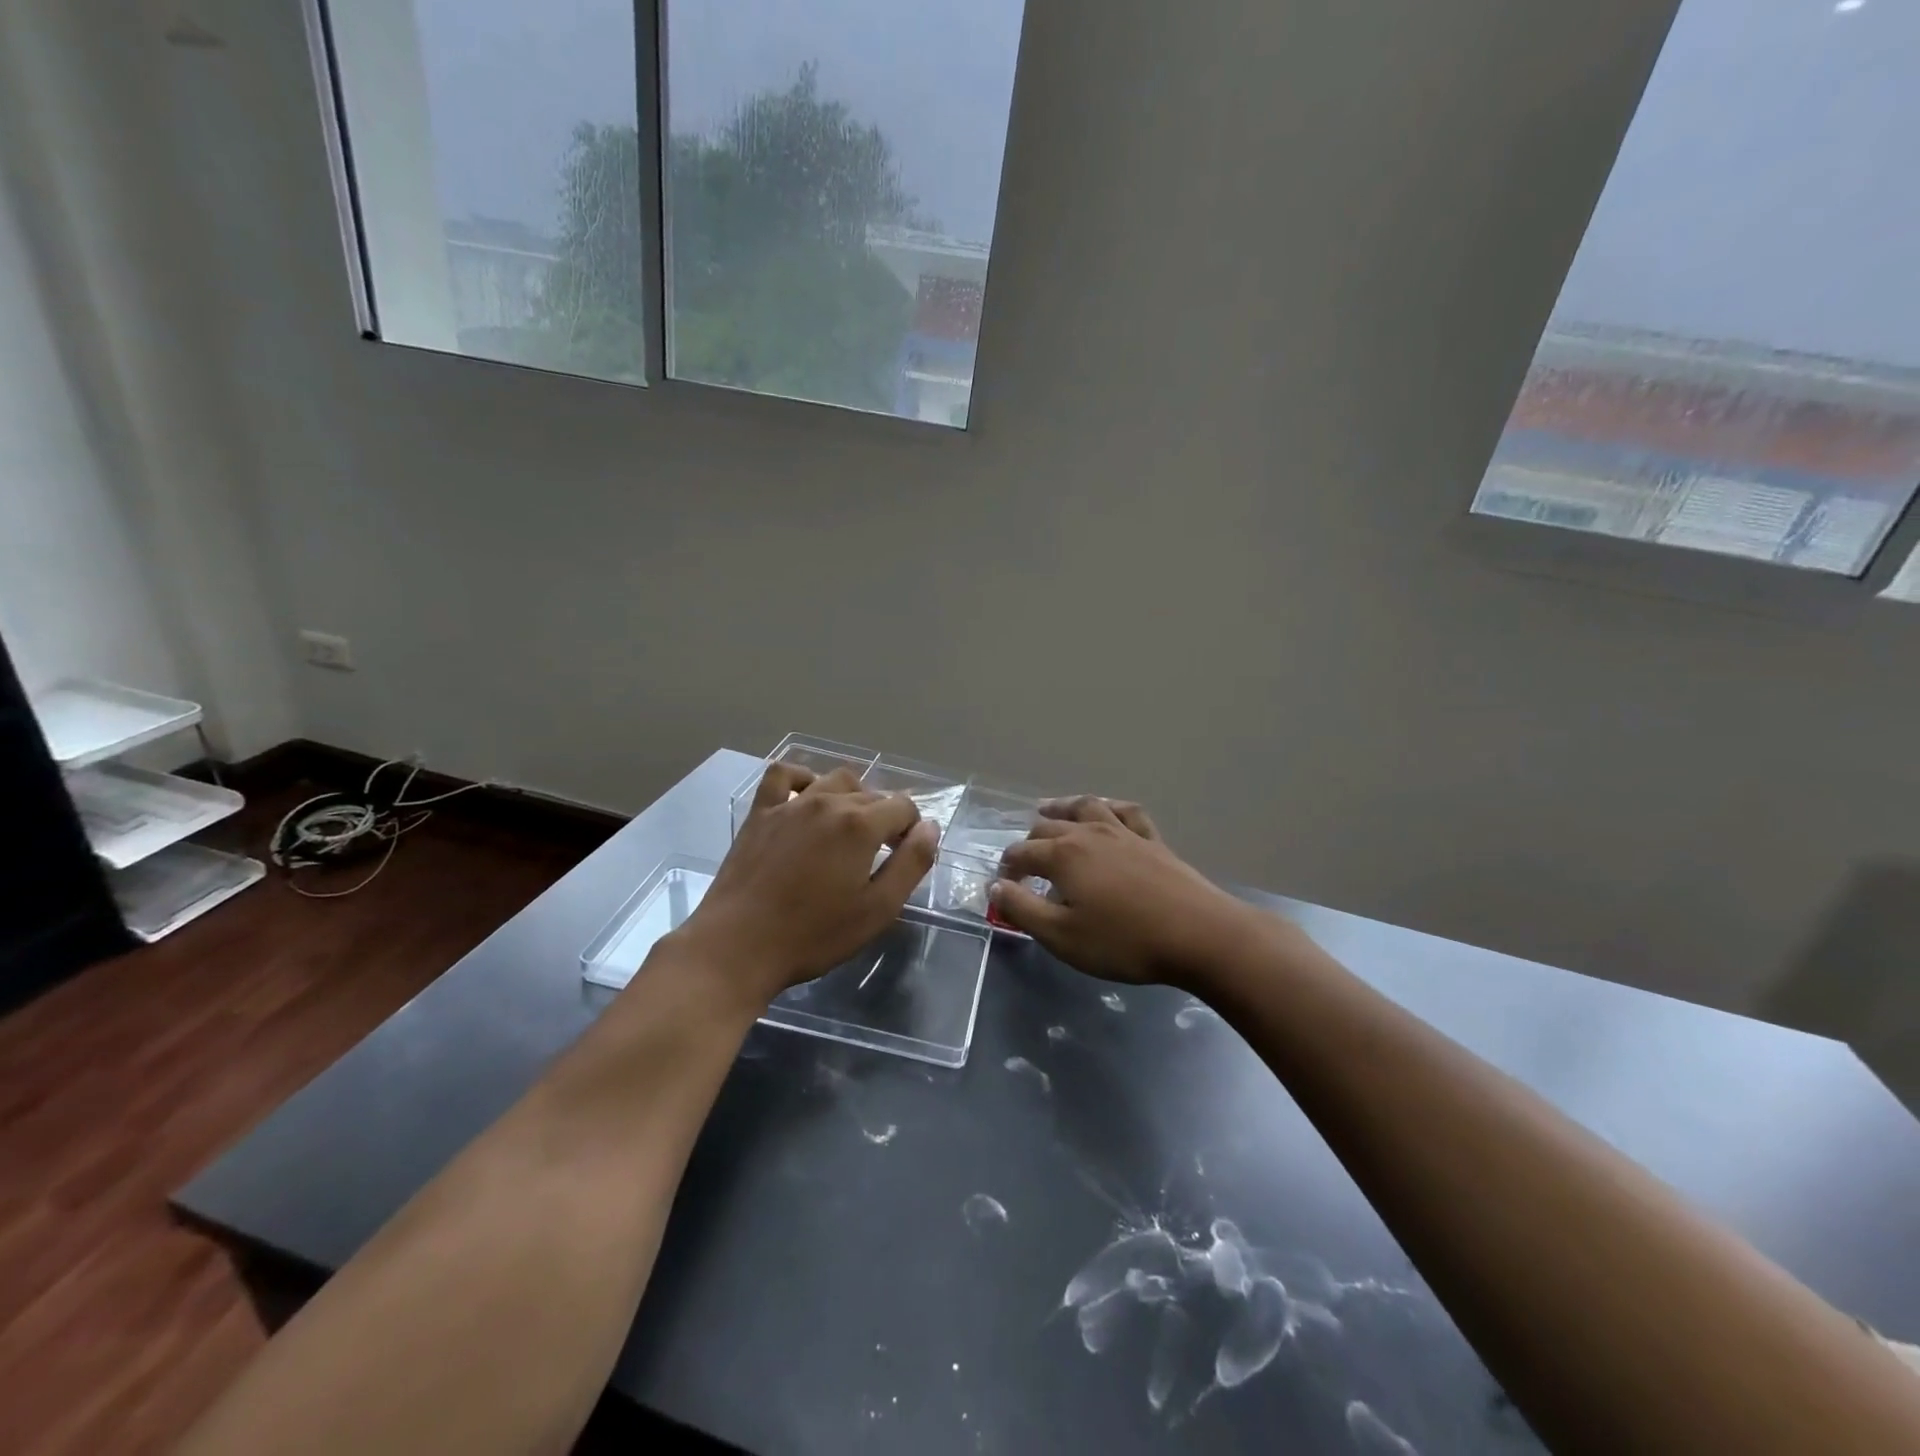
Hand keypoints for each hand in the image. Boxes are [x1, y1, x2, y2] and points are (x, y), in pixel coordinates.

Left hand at [674, 764, 939, 1007]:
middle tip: (879, 855)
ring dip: (852, 797)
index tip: (903, 858)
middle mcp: (829, 802)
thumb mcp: (877, 910)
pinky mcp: (761, 813)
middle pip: (872, 794)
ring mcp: (791, 804)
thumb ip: (911, 864)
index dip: (912, 830)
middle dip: (885, 818)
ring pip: (835, 780)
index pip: (904, 807)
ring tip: (849, 828)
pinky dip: (803, 778)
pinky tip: (808, 797)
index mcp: (861, 825)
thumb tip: (929, 827)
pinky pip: (784, 775)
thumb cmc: (813, 935)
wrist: (737, 946)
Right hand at [990, 796, 1274, 987]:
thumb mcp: (1062, 936)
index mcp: (1062, 855)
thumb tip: (995, 887)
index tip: (1003, 889)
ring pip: (1085, 808)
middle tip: (1022, 864)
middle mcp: (1088, 833)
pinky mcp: (1152, 840)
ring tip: (1047, 809)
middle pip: (1047, 827)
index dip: (1006, 870)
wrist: (1198, 935)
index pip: (1021, 853)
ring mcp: (1123, 832)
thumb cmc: (1124, 941)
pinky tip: (1106, 810)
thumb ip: (1023, 910)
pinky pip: (1126, 812)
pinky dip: (1109, 807)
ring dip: (1061, 807)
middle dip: (1028, 843)